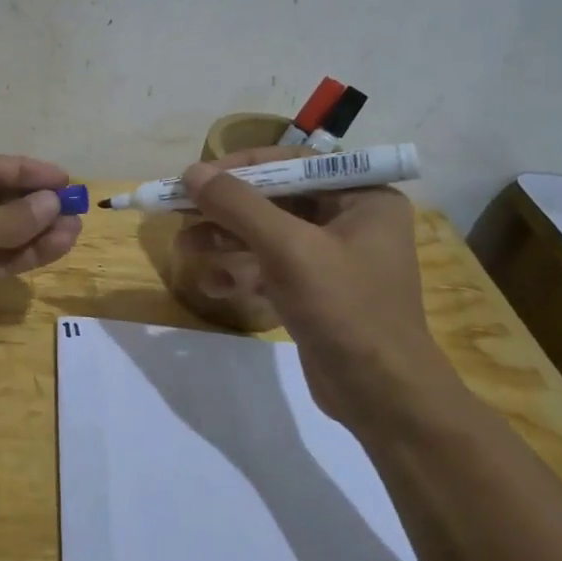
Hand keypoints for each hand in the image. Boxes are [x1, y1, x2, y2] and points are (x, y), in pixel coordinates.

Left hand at [0, 153, 81, 369]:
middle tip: (74, 204)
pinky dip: (29, 253)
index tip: (62, 178)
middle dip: (33, 202)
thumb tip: (52, 204)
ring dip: (38, 229)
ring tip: (76, 226)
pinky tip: (62, 245)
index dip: (23, 170)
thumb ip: (14, 214)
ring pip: (0, 233)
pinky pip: (0, 261)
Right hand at [178, 147, 460, 426]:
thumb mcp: (288, 250)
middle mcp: (351, 220)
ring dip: (225, 242)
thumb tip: (192, 172)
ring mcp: (333, 259)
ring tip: (183, 249)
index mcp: (362, 197)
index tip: (195, 177)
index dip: (241, 167)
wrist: (381, 395)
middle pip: (276, 200)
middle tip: (180, 213)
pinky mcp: (317, 292)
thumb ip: (239, 206)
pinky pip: (272, 269)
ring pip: (268, 237)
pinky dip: (242, 274)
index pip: (293, 165)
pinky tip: (212, 286)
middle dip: (226, 211)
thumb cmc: (344, 309)